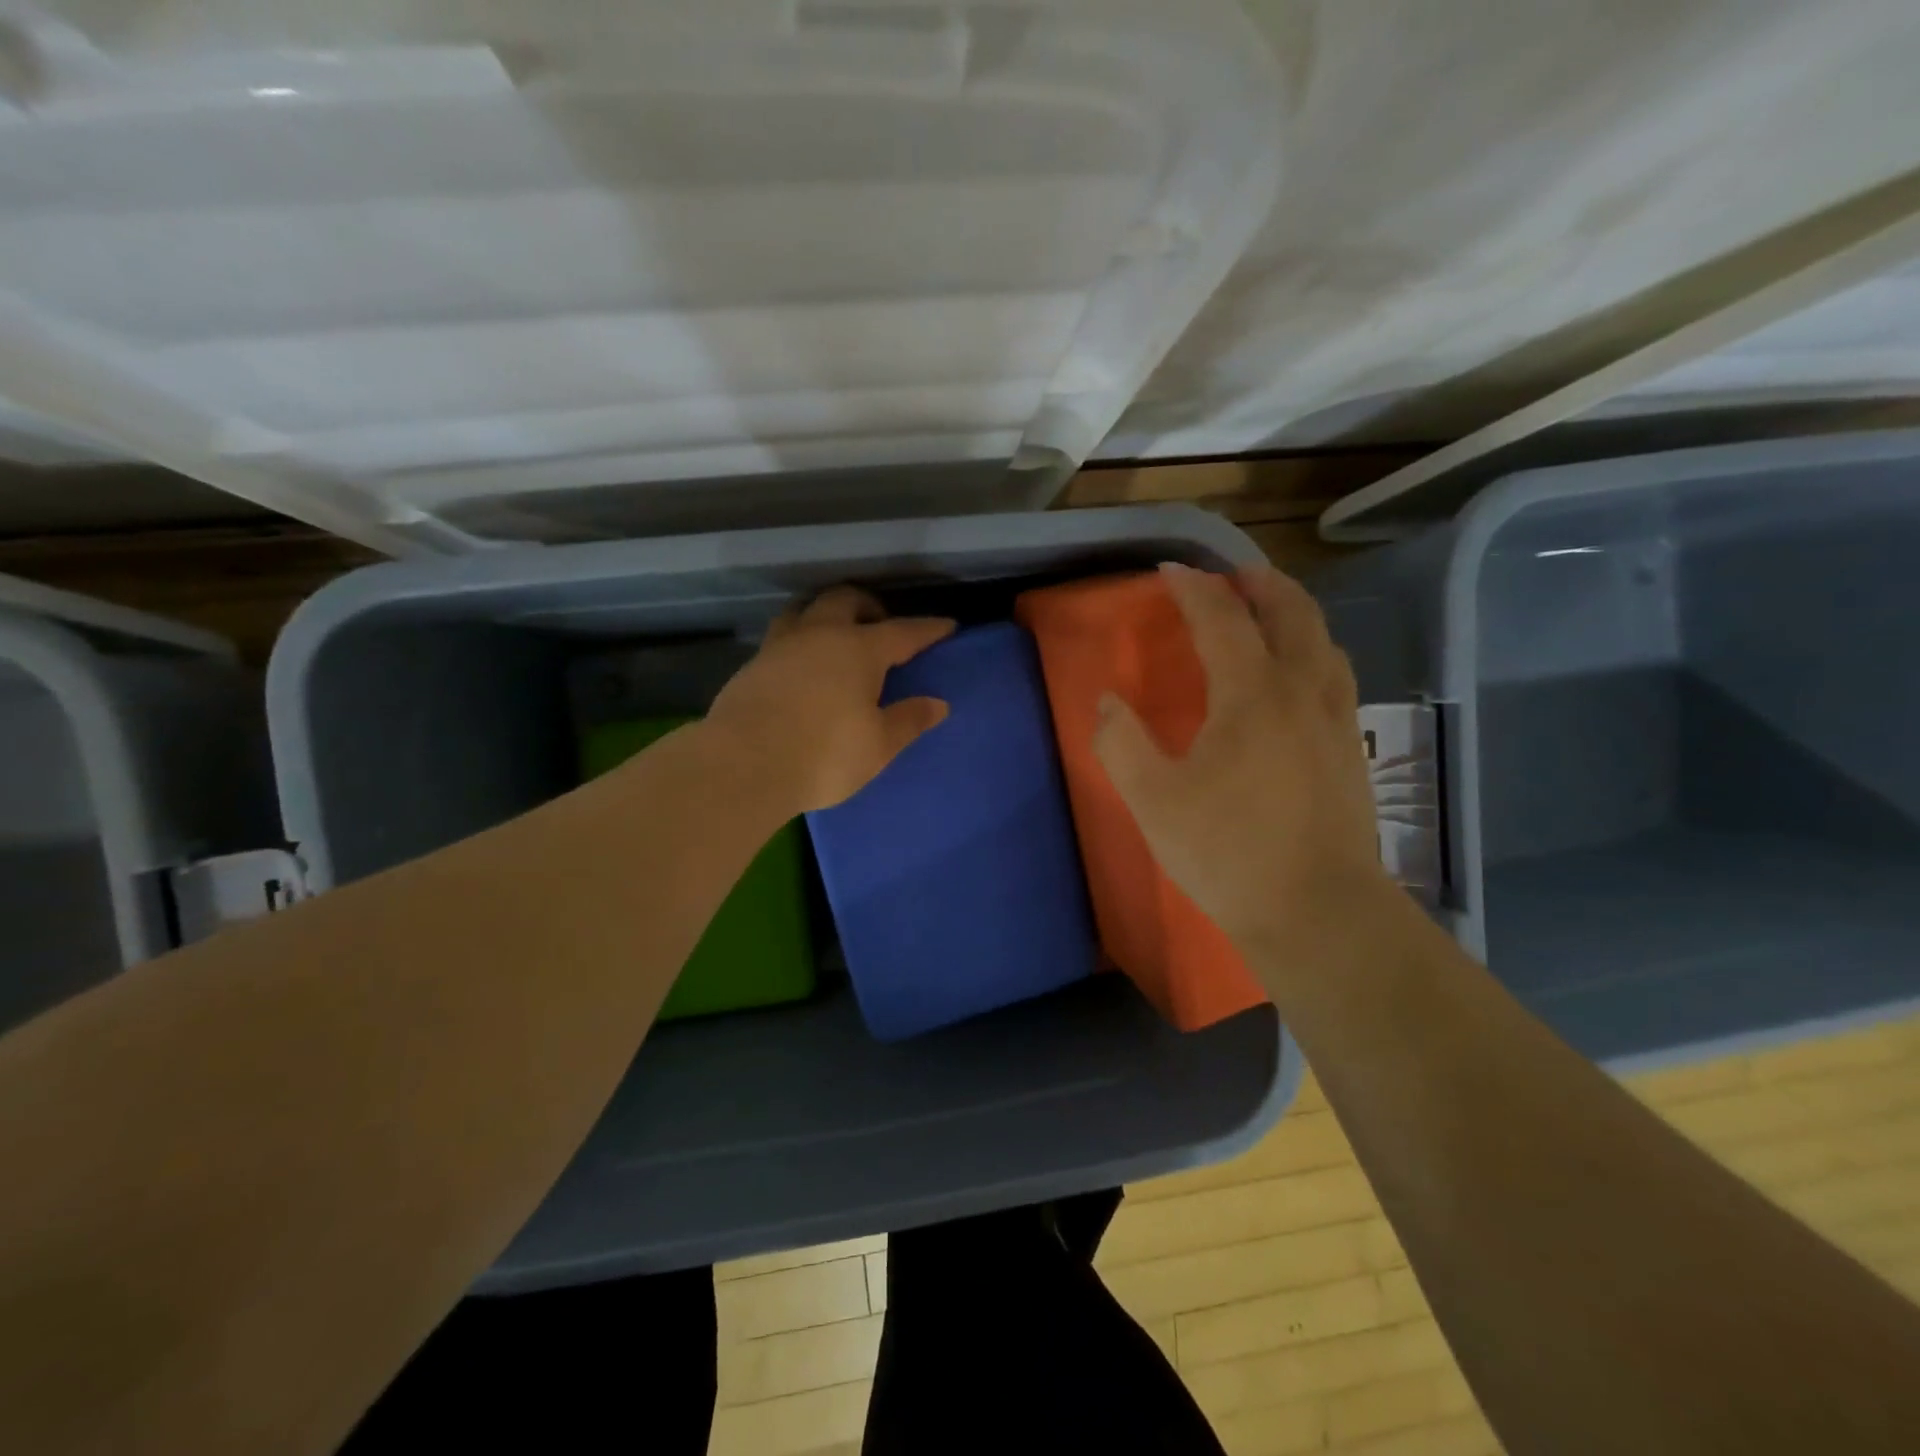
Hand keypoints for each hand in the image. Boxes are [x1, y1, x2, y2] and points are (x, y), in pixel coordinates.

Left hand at [705, 586, 955, 813]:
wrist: (744, 765)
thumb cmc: (824, 755)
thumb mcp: (878, 745)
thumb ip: (909, 720)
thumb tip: (938, 704)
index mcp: (859, 649)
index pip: (903, 632)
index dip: (929, 629)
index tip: (947, 626)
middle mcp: (819, 635)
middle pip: (846, 600)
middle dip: (869, 605)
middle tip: (882, 625)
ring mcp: (780, 646)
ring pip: (805, 610)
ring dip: (826, 614)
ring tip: (837, 636)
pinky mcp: (752, 666)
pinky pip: (782, 638)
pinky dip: (801, 641)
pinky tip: (802, 666)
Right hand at [1092, 562, 1392, 985]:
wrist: (1318, 911)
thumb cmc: (1228, 852)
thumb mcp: (1154, 802)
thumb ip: (1122, 745)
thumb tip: (1108, 703)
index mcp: (1252, 694)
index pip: (1223, 619)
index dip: (1194, 589)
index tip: (1170, 571)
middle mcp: (1303, 691)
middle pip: (1292, 612)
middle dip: (1260, 584)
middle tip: (1232, 576)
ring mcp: (1337, 719)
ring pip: (1324, 641)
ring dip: (1294, 613)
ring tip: (1268, 613)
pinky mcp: (1352, 749)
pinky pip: (1335, 675)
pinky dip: (1314, 650)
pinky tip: (1299, 677)